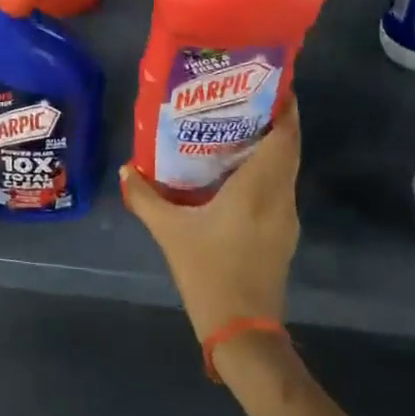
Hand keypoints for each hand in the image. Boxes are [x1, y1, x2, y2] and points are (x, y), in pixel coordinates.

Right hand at [121, 102, 300, 341]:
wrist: (242, 332)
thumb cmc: (208, 272)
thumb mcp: (170, 232)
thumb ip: (147, 197)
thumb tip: (126, 169)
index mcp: (259, 188)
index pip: (284, 137)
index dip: (286, 108)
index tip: (271, 83)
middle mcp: (279, 197)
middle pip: (288, 148)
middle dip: (274, 120)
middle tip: (243, 98)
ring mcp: (285, 217)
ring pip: (285, 169)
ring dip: (271, 145)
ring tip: (236, 127)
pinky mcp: (283, 234)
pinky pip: (279, 187)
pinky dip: (266, 170)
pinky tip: (236, 171)